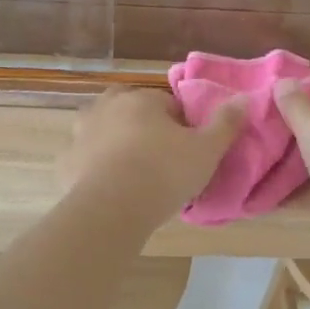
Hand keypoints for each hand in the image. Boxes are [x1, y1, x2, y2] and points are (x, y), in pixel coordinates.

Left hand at [60, 88, 246, 224]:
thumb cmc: (164, 172)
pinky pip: (83, 160)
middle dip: (142, 125)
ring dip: (114, 142)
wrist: (112, 210)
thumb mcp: (207, 150)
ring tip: (132, 171)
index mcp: (140, 100)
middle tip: (159, 156)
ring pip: (101, 131)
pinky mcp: (65, 164)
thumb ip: (226, 123)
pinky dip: (92, 168)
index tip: (188, 148)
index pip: (167, 103)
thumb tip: (244, 98)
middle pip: (129, 110)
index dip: (181, 124)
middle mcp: (106, 108)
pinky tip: (107, 188)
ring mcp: (80, 135)